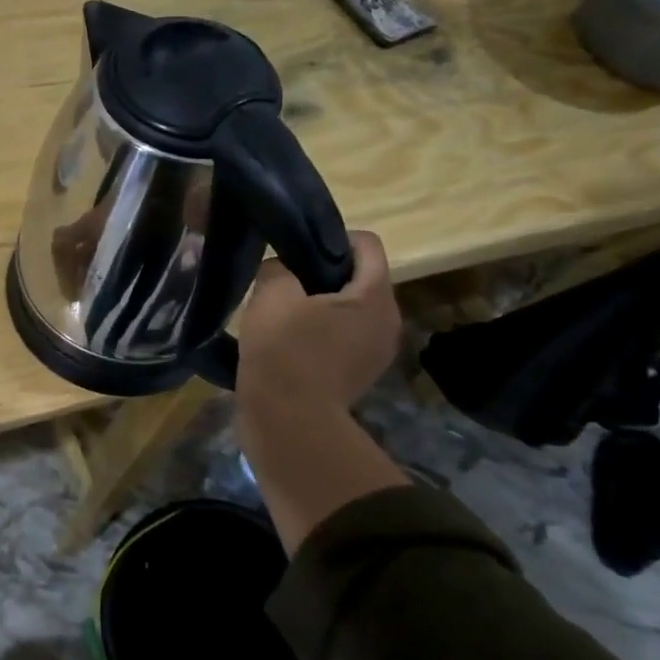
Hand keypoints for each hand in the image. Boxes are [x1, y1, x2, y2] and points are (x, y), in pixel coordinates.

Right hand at [235, 233, 407, 550]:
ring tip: (283, 315)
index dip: (332, 237)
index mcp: (375, 295)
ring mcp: (377, 352)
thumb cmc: (284, 352)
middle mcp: (388, 320)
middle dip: (324, 273)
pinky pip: (344, 337)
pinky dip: (321, 332)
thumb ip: (278, 268)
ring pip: (351, 309)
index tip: (298, 251)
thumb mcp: (271, 295)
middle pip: (360, 277)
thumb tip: (282, 271)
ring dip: (321, 305)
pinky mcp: (360, 375)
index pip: (366, 244)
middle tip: (285, 282)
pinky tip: (289, 344)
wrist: (288, 422)